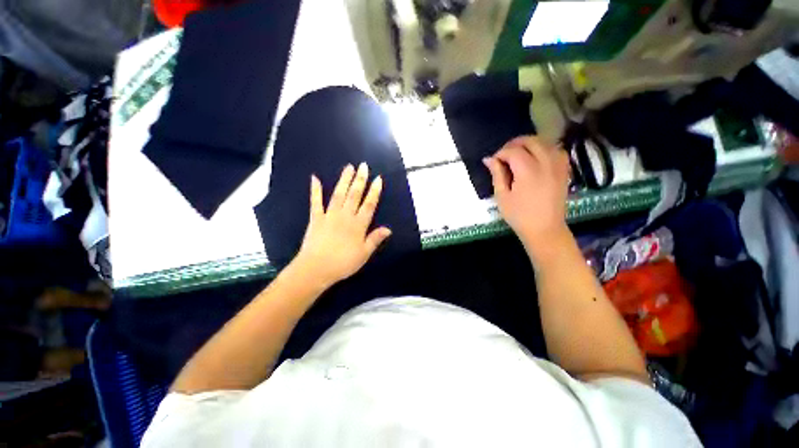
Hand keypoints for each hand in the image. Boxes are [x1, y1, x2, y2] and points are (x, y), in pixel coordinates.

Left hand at [291, 163, 391, 288]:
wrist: (316, 268)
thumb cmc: (343, 263)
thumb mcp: (364, 254)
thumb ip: (375, 239)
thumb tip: (389, 229)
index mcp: (358, 225)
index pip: (369, 204)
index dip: (374, 192)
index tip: (378, 179)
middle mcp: (345, 216)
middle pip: (354, 195)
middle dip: (360, 180)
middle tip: (363, 166)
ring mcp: (329, 215)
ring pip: (338, 194)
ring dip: (344, 180)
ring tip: (348, 167)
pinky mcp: (316, 218)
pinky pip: (315, 201)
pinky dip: (315, 190)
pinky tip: (314, 177)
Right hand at [483, 136, 570, 255]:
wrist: (545, 229)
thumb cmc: (519, 215)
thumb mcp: (502, 196)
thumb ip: (497, 174)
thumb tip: (489, 159)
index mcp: (528, 171)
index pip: (513, 151)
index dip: (500, 153)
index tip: (493, 162)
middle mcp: (545, 163)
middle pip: (530, 141)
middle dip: (514, 144)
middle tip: (504, 155)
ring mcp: (558, 165)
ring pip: (545, 142)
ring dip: (530, 144)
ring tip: (519, 154)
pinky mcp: (564, 170)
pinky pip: (556, 150)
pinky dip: (545, 148)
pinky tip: (537, 157)